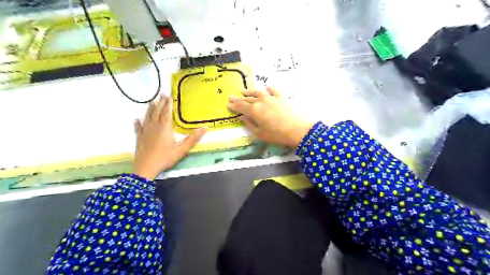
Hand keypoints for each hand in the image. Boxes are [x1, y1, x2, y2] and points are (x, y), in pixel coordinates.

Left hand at [134, 94, 207, 179]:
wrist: (146, 168)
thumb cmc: (165, 158)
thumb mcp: (182, 149)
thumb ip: (193, 138)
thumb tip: (205, 128)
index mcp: (164, 127)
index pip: (167, 112)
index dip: (168, 104)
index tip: (169, 96)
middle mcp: (154, 126)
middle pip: (157, 112)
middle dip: (160, 103)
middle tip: (162, 94)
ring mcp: (145, 131)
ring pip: (147, 117)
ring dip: (150, 109)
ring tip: (151, 102)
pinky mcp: (139, 137)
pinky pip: (138, 127)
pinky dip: (138, 122)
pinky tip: (136, 119)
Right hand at [227, 87, 310, 148]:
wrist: (299, 130)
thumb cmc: (278, 135)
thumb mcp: (260, 134)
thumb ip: (250, 124)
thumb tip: (243, 117)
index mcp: (255, 111)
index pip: (241, 106)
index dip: (234, 105)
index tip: (228, 104)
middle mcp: (262, 101)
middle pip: (248, 99)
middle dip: (239, 99)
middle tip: (231, 97)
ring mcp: (272, 98)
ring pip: (258, 93)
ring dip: (250, 92)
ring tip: (244, 91)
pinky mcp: (282, 98)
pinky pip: (273, 90)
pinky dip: (269, 88)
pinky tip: (267, 88)